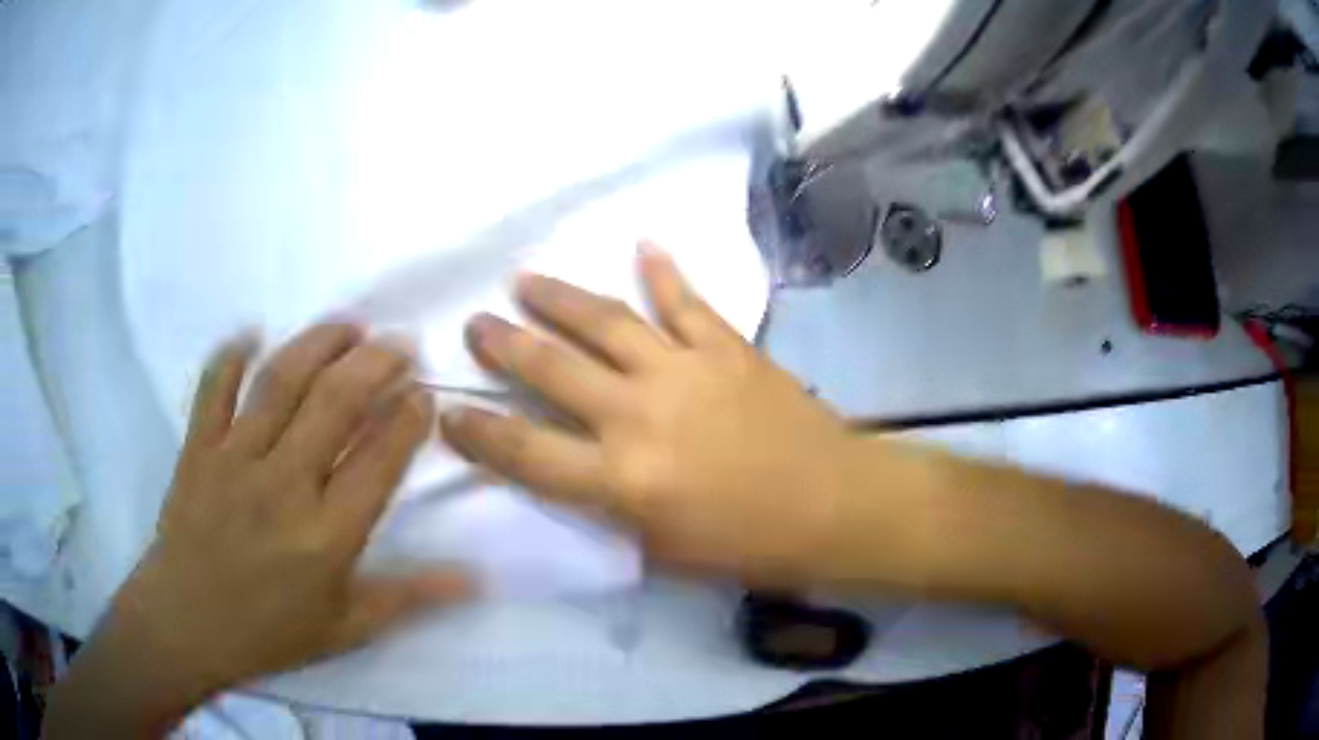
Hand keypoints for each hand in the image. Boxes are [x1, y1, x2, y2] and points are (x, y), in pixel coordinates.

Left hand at [48, 325, 468, 736]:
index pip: (378, 461)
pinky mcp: (197, 448)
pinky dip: (230, 355)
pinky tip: (251, 333)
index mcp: (325, 536)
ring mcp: (234, 459)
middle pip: (335, 403)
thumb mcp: (345, 628)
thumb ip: (407, 597)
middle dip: (376, 364)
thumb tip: (473, 578)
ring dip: (319, 343)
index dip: (407, 420)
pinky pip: (213, 387)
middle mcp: (283, 485)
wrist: (186, 625)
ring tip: (348, 325)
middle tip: (400, 343)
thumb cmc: (269, 632)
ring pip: (281, 382)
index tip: (423, 394)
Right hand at [442, 244, 893, 585]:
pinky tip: (645, 244)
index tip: (447, 411)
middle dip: (504, 346)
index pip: (525, 453)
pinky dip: (664, 272)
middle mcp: (639, 415)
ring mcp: (684, 371)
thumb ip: (609, 507)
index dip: (478, 433)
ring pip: (606, 322)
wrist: (830, 507)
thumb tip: (574, 471)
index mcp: (620, 479)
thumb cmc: (746, 544)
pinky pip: (687, 302)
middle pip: (553, 370)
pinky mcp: (727, 348)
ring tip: (525, 279)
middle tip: (475, 324)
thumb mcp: (661, 549)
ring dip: (559, 298)